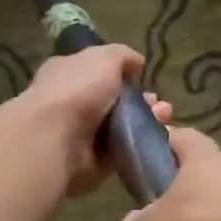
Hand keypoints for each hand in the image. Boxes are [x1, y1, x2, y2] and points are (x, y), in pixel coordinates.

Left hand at [9, 44, 171, 195]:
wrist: (56, 139)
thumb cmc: (77, 90)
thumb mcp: (104, 58)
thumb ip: (123, 57)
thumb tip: (138, 64)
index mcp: (69, 74)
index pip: (99, 72)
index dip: (124, 75)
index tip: (145, 79)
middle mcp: (74, 103)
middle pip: (115, 103)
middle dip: (142, 103)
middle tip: (162, 107)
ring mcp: (82, 135)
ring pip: (122, 129)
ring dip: (146, 124)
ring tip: (164, 120)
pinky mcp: (93, 163)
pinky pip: (122, 154)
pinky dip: (139, 148)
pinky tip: (156, 141)